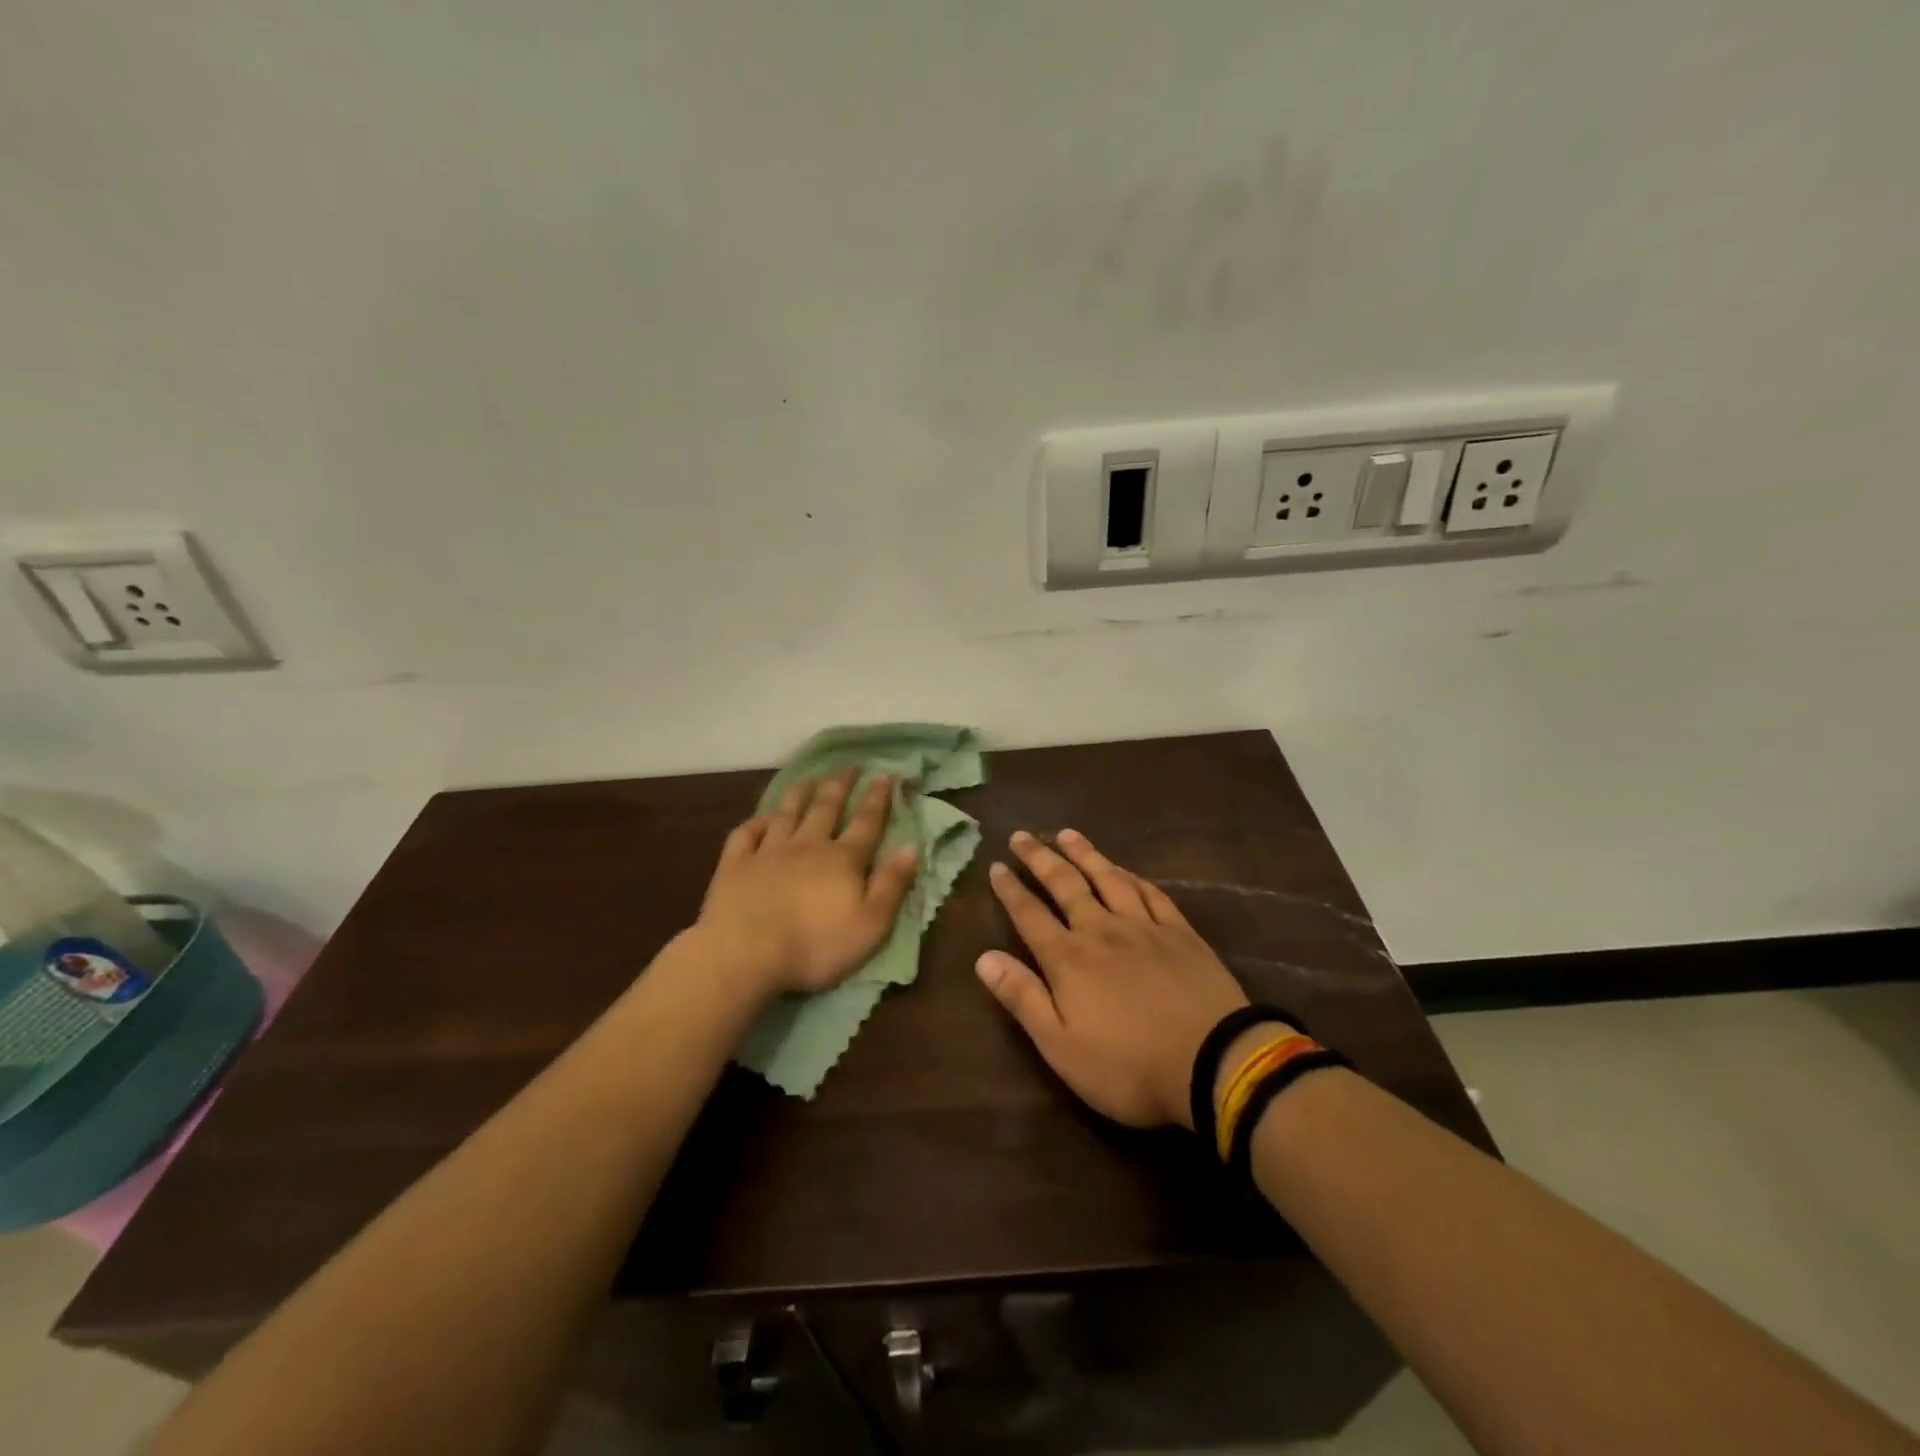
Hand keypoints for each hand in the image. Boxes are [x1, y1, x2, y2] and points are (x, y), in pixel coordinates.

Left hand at [696, 769, 918, 997]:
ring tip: (809, 777)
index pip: (866, 822)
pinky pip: (745, 834)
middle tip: (849, 766)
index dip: (878, 798)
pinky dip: (755, 822)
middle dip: (839, 785)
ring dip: (799, 793)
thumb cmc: (815, 946)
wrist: (745, 955)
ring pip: (786, 813)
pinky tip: (760, 818)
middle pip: (826, 808)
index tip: (885, 774)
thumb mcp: (871, 925)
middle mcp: (807, 845)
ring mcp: (767, 852)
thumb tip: (911, 847)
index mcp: (842, 860)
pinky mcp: (735, 865)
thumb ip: (892, 885)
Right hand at [977, 829, 1249, 1129]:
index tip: (996, 865)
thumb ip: (1022, 998)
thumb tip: (984, 957)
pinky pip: (1151, 893)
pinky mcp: (1180, 933)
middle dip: (1040, 859)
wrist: (1213, 1063)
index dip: (1010, 889)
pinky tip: (1124, 869)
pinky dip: (1132, 877)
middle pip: (1066, 885)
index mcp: (1069, 959)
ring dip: (1085, 854)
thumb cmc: (1128, 1066)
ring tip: (1067, 834)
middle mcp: (1102, 930)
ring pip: (1108, 879)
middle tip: (1022, 835)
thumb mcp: (1061, 1046)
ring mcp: (1144, 927)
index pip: (1030, 915)